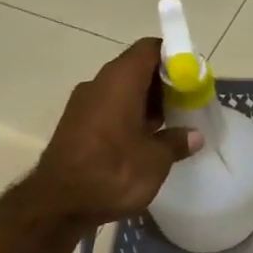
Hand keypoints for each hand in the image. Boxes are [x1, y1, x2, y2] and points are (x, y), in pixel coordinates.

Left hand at [32, 38, 199, 227]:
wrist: (59, 203)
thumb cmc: (113, 173)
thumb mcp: (155, 160)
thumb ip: (176, 142)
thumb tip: (193, 135)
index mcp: (120, 80)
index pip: (150, 49)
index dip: (174, 57)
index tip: (193, 78)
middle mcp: (99, 84)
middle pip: (136, 69)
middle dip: (163, 84)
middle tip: (186, 105)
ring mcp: (83, 104)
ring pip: (122, 91)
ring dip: (146, 104)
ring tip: (170, 125)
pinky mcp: (76, 125)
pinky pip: (109, 110)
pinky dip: (129, 118)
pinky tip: (144, 141)